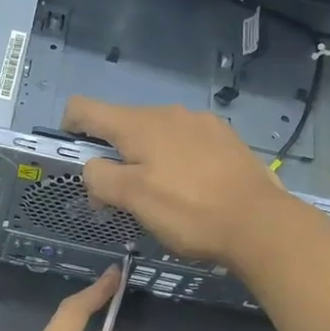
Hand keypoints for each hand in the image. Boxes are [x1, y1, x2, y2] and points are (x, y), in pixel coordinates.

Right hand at [61, 97, 292, 265]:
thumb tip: (93, 168)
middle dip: (112, 155)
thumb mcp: (133, 199)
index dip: (69, 127)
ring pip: (156, 135)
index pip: (85, 108)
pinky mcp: (225, 139)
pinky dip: (176, 162)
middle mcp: (168, 113)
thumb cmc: (188, 211)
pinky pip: (186, 143)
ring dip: (146, 159)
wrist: (260, 223)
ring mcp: (201, 123)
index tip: (74, 156)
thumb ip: (100, 178)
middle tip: (120, 197)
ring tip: (160, 197)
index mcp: (139, 124)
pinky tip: (192, 190)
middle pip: (123, 125)